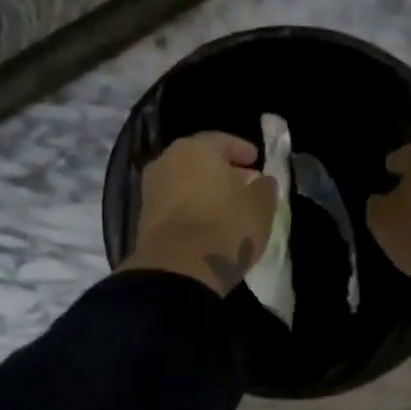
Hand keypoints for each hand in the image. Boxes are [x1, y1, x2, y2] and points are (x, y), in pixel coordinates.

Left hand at [121, 132, 279, 295]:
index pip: (222, 141)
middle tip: (244, 184)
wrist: (179, 268)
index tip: (256, 160)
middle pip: (200, 161)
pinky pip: (175, 205)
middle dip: (223, 171)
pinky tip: (208, 223)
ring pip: (185, 183)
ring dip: (206, 191)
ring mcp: (151, 190)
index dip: (241, 150)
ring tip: (228, 207)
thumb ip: (264, 188)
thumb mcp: (260, 207)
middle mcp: (167, 162)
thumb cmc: (226, 226)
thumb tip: (262, 181)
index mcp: (195, 149)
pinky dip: (192, 208)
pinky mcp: (145, 219)